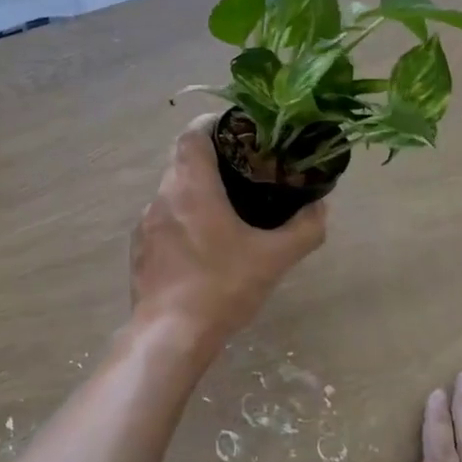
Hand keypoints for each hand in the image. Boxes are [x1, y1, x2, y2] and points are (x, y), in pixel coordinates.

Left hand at [130, 116, 326, 350]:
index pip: (193, 134)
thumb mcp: (273, 259)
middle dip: (211, 159)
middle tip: (243, 171)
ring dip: (196, 192)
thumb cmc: (222, 287)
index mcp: (191, 186)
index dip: (214, 124)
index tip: (239, 131)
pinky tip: (202, 245)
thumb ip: (304, 229)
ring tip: (226, 208)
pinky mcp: (139, 250)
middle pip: (183, 160)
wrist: (169, 336)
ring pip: (172, 191)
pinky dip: (182, 219)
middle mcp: (162, 196)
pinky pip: (163, 220)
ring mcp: (146, 224)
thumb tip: (321, 208)